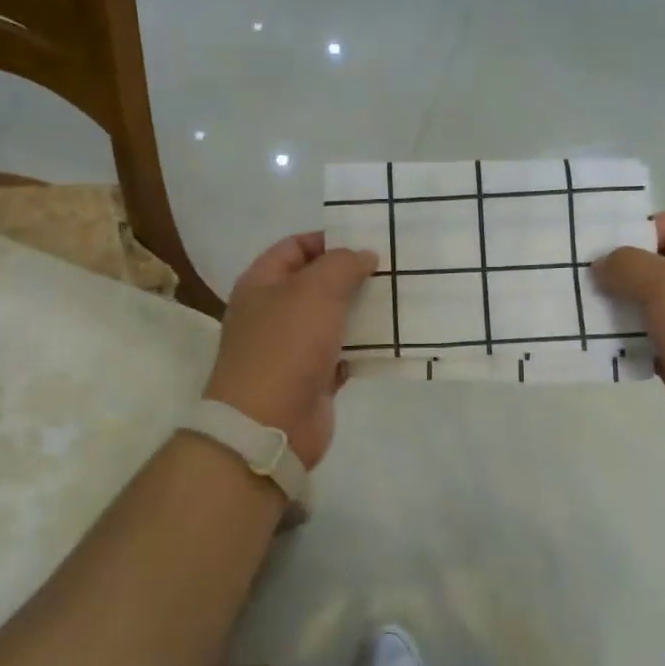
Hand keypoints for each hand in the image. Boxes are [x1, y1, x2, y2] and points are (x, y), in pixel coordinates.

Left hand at [203, 232, 377, 469]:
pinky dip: (365, 346)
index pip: (295, 247)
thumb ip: (342, 265)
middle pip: (316, 282)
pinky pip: (343, 352)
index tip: (368, 240)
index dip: (328, 239)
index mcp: (262, 284)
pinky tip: (395, 337)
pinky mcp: (313, 378)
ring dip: (363, 310)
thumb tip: (363, 255)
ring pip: (333, 318)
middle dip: (352, 275)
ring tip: (402, 297)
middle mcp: (274, 312)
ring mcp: (293, 347)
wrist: (269, 425)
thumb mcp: (315, 291)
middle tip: (394, 267)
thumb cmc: (286, 346)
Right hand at [593, 212, 664, 472]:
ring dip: (615, 307)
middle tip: (577, 277)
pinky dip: (623, 340)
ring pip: (647, 304)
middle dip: (617, 271)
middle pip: (655, 265)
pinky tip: (594, 342)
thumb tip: (602, 265)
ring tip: (578, 309)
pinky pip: (646, 339)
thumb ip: (627, 266)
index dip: (635, 230)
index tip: (597, 246)